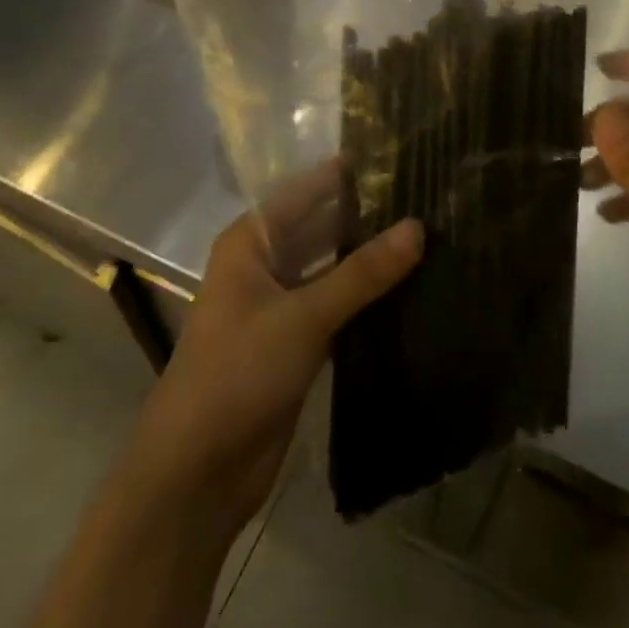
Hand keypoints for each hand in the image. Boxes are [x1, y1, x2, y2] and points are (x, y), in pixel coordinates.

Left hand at [127, 163, 422, 535]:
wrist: (198, 471)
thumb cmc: (238, 372)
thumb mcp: (303, 315)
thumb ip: (362, 272)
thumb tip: (419, 226)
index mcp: (250, 242)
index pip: (305, 192)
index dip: (347, 176)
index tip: (400, 157)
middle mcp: (263, 265)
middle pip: (320, 228)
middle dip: (366, 217)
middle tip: (427, 198)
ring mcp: (280, 306)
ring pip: (331, 269)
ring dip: (369, 260)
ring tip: (430, 236)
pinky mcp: (296, 344)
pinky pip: (337, 307)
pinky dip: (366, 299)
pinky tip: (411, 288)